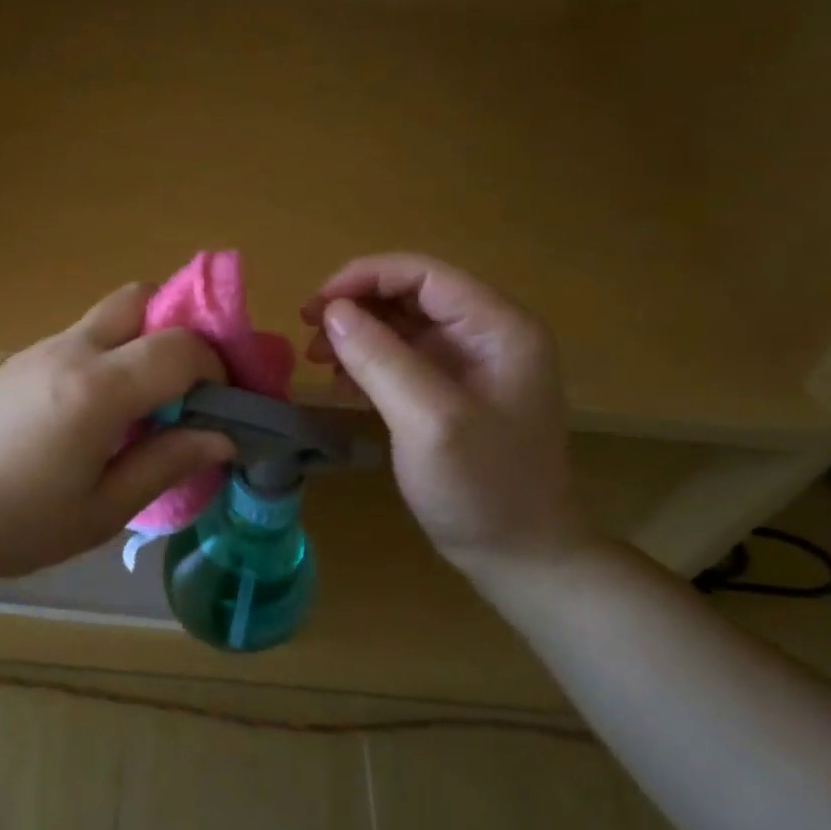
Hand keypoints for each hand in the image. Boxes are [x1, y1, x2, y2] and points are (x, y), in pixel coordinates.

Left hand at [0, 284, 233, 581]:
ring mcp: (41, 349)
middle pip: (143, 298)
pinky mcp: (20, 362)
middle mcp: (73, 350)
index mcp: (98, 388)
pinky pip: (84, 338)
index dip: (217, 369)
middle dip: (182, 328)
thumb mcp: (100, 511)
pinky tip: (103, 413)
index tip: (224, 409)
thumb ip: (165, 464)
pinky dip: (114, 356)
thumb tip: (222, 437)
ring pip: (112, 315)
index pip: (182, 346)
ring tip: (151, 405)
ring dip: (146, 342)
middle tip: (193, 386)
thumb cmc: (11, 523)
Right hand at [301, 254, 593, 575]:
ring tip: (319, 361)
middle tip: (309, 337)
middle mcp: (487, 335)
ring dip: (357, 335)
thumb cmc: (483, 487)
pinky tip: (343, 387)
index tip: (314, 308)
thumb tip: (332, 312)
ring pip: (402, 326)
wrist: (521, 555)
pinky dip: (368, 364)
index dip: (363, 278)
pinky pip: (403, 359)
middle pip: (410, 295)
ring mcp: (470, 365)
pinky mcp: (452, 392)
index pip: (423, 273)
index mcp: (498, 327)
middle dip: (356, 308)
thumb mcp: (428, 420)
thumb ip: (381, 359)